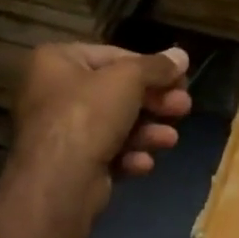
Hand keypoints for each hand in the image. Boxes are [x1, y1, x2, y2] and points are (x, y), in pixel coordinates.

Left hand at [11, 42, 192, 210]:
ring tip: (170, 139)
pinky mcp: (71, 164)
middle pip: (116, 92)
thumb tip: (182, 55)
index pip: (113, 56)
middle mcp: (54, 92)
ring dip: (147, 132)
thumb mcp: (128, 80)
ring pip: (115, 125)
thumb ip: (157, 67)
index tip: (181, 79)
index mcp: (56, 61)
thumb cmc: (88, 115)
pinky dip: (128, 156)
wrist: (59, 182)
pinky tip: (143, 163)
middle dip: (154, 102)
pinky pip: (106, 153)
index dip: (150, 67)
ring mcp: (61, 131)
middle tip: (184, 107)